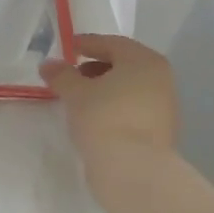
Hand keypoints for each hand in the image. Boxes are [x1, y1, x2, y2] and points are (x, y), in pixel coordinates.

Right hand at [39, 34, 178, 158]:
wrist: (133, 169)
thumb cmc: (104, 118)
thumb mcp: (75, 93)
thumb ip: (61, 75)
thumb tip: (49, 64)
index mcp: (144, 61)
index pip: (112, 43)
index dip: (86, 44)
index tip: (67, 48)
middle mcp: (161, 78)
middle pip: (124, 65)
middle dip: (96, 67)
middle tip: (71, 74)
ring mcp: (164, 106)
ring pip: (129, 88)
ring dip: (105, 89)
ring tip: (79, 99)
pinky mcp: (161, 131)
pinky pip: (133, 108)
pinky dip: (115, 107)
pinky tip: (95, 118)